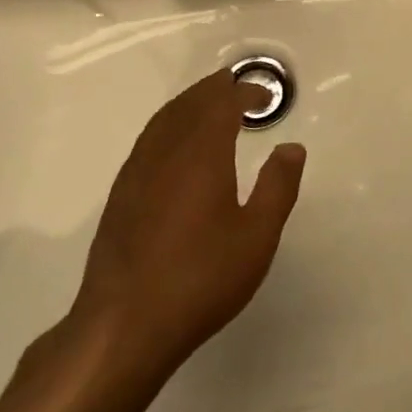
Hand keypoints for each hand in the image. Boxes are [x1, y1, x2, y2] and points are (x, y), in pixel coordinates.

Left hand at [69, 69, 305, 373]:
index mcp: (202, 154)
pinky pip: (148, 140)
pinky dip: (168, 125)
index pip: (223, 104)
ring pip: (164, 120)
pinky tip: (176, 146)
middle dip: (214, 90)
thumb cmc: (201, 278)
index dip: (246, 93)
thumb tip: (291, 147)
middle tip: (237, 86)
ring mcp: (137, 173)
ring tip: (209, 105)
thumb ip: (278, 187)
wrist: (124, 325)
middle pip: (189, 104)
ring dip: (189, 103)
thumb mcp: (257, 236)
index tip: (267, 98)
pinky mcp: (120, 196)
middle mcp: (166, 152)